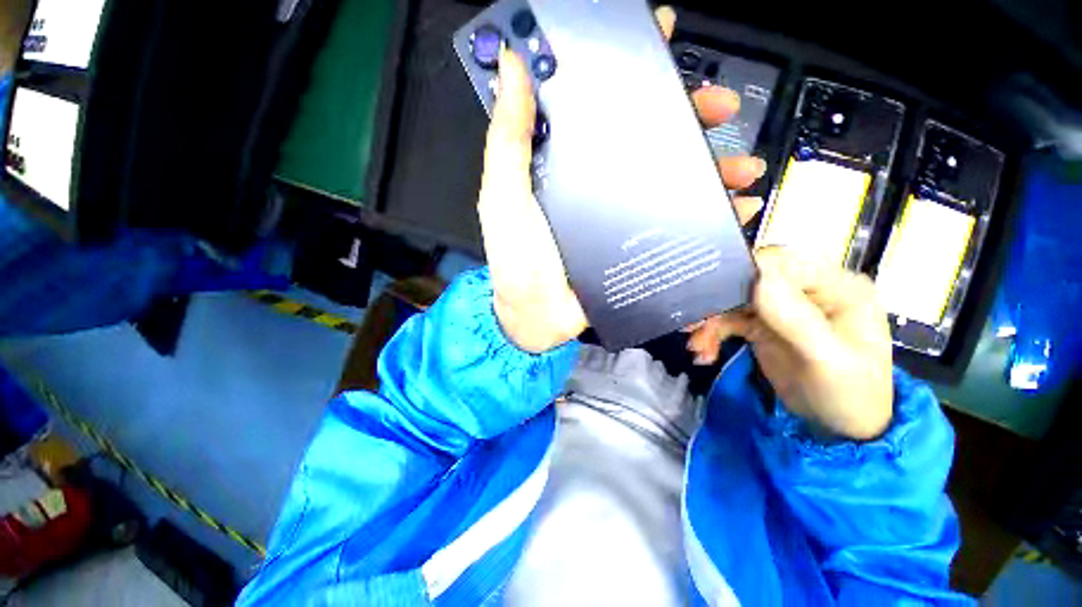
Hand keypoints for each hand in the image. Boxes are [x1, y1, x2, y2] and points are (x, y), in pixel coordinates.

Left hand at [480, 6, 765, 352]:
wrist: (539, 317)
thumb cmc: (518, 260)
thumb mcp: (505, 197)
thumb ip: (509, 139)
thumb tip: (515, 65)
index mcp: (566, 165)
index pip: (601, 106)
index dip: (629, 71)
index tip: (660, 40)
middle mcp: (598, 184)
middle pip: (648, 139)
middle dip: (688, 117)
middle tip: (719, 106)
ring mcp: (621, 216)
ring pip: (672, 180)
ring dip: (712, 167)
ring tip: (742, 166)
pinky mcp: (636, 245)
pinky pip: (679, 224)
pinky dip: (712, 215)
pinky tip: (737, 210)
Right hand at [688, 248, 893, 439]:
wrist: (839, 429)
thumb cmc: (849, 395)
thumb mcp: (827, 361)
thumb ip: (795, 319)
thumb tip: (757, 279)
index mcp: (835, 286)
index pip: (783, 263)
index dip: (745, 274)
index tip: (713, 296)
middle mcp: (806, 290)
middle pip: (752, 278)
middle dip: (719, 300)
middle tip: (693, 322)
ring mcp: (781, 307)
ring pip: (734, 299)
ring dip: (711, 321)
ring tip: (696, 345)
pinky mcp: (762, 325)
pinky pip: (729, 320)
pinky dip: (713, 333)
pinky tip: (705, 352)